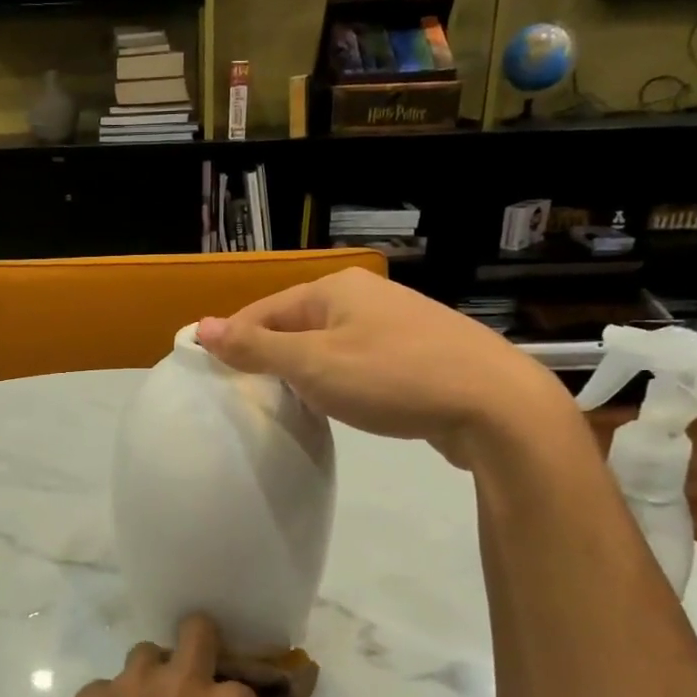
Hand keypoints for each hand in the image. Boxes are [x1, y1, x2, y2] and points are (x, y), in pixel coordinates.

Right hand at [197, 268, 576, 464]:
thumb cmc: (393, 377)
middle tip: (246, 397)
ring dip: (303, 371)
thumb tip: (201, 327)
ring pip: (328, 345)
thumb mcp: (313, 364)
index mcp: (335, 289)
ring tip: (285, 405)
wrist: (495, 406)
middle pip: (295, 324)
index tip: (212, 377)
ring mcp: (396, 323)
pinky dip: (338, 381)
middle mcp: (364, 297)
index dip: (233, 341)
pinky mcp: (418, 353)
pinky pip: (358, 361)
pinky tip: (337, 405)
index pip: (263, 310)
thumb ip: (256, 347)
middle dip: (268, 357)